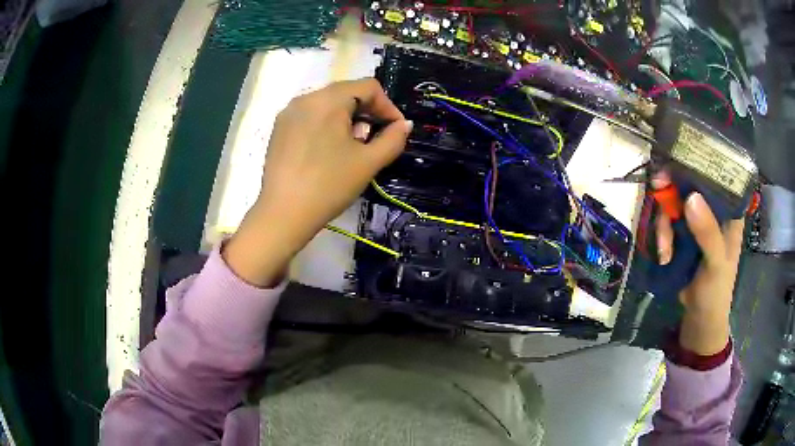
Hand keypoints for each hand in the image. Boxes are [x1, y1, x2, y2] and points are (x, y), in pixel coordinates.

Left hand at [224, 79, 412, 286]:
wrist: (283, 213)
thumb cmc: (329, 185)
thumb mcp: (368, 163)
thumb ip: (393, 139)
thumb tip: (404, 125)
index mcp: (328, 100)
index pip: (368, 86)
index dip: (387, 106)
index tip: (395, 130)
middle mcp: (306, 98)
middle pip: (346, 92)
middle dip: (367, 111)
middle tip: (373, 139)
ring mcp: (288, 113)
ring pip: (327, 103)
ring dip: (347, 118)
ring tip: (351, 147)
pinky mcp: (279, 128)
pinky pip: (310, 115)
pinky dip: (326, 124)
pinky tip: (327, 150)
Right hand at [654, 172, 744, 354]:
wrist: (700, 318)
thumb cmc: (717, 290)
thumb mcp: (716, 263)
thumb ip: (708, 233)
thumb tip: (690, 198)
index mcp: (729, 210)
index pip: (716, 175)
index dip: (697, 164)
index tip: (676, 163)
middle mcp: (713, 209)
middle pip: (690, 185)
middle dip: (672, 195)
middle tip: (657, 192)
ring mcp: (697, 221)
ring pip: (675, 204)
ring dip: (664, 224)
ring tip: (664, 250)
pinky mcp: (683, 234)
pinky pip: (668, 222)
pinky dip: (662, 236)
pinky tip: (664, 255)